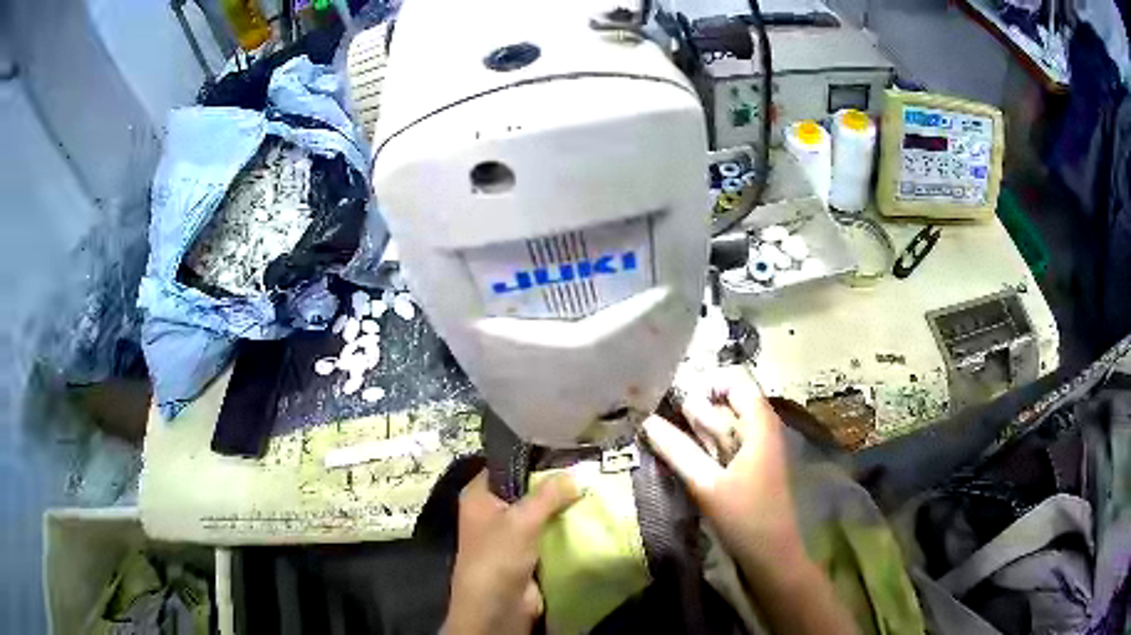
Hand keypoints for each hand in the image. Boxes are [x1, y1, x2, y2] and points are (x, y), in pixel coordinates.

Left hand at [442, 470, 580, 634]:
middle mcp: (493, 510)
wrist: (497, 608)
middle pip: (527, 487)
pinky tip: (591, 512)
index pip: (507, 463)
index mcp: (480, 495)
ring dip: (564, 505)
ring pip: (542, 511)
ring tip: (596, 484)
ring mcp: (512, 532)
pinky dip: (567, 525)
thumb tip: (576, 473)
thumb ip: (548, 495)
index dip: (534, 454)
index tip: (567, 443)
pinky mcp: (529, 551)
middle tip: (589, 464)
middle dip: (556, 481)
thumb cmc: (497, 558)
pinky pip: (550, 531)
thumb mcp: (521, 521)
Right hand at [642, 367, 803, 568]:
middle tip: (655, 420)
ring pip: (721, 426)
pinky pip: (722, 446)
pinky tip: (679, 456)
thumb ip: (677, 450)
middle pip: (724, 403)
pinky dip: (702, 447)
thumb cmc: (745, 517)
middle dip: (691, 409)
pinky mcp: (747, 467)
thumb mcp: (707, 484)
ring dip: (693, 430)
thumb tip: (646, 421)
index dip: (702, 384)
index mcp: (758, 423)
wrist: (771, 554)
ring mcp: (754, 448)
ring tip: (659, 435)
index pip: (732, 381)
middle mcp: (759, 428)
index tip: (671, 400)